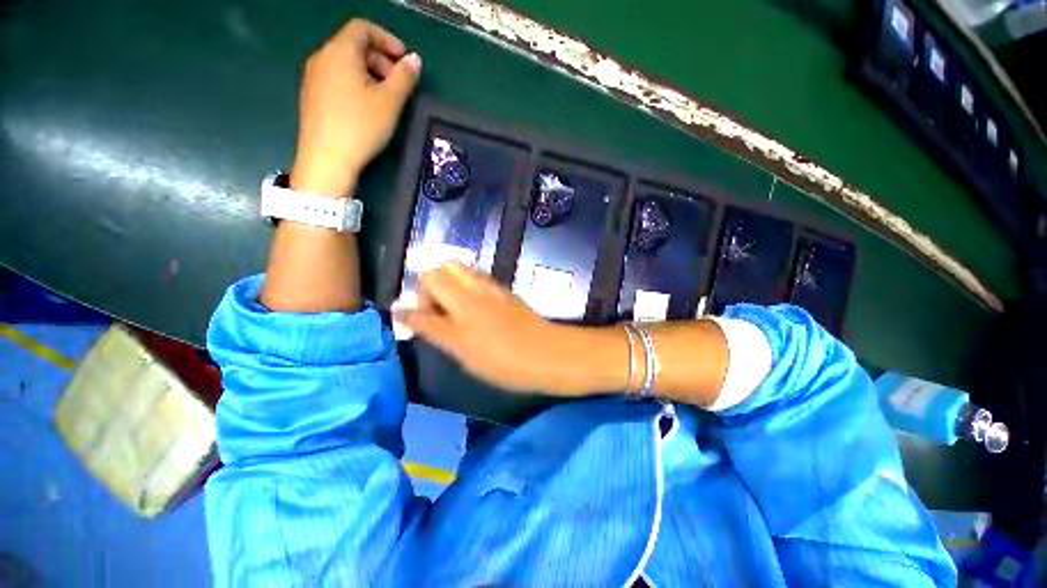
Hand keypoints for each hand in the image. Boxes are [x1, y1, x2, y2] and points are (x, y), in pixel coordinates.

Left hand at [291, 19, 420, 196]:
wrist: (327, 159)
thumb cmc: (360, 126)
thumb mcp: (390, 102)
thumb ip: (404, 77)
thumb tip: (414, 60)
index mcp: (340, 51)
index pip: (363, 28)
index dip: (388, 39)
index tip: (405, 61)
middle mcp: (322, 57)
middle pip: (354, 45)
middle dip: (381, 59)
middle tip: (399, 84)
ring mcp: (314, 77)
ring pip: (346, 64)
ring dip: (370, 73)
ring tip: (386, 99)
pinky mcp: (312, 97)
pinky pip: (337, 79)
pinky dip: (356, 84)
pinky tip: (367, 108)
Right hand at [397, 264, 586, 393]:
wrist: (548, 353)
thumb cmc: (508, 366)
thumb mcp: (469, 360)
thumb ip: (442, 337)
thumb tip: (420, 322)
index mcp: (459, 325)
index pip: (421, 312)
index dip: (407, 313)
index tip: (403, 316)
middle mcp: (470, 299)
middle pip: (435, 273)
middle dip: (427, 288)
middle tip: (435, 309)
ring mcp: (488, 289)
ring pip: (456, 267)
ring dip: (446, 280)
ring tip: (452, 302)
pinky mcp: (502, 287)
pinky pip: (475, 274)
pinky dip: (465, 281)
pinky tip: (472, 299)